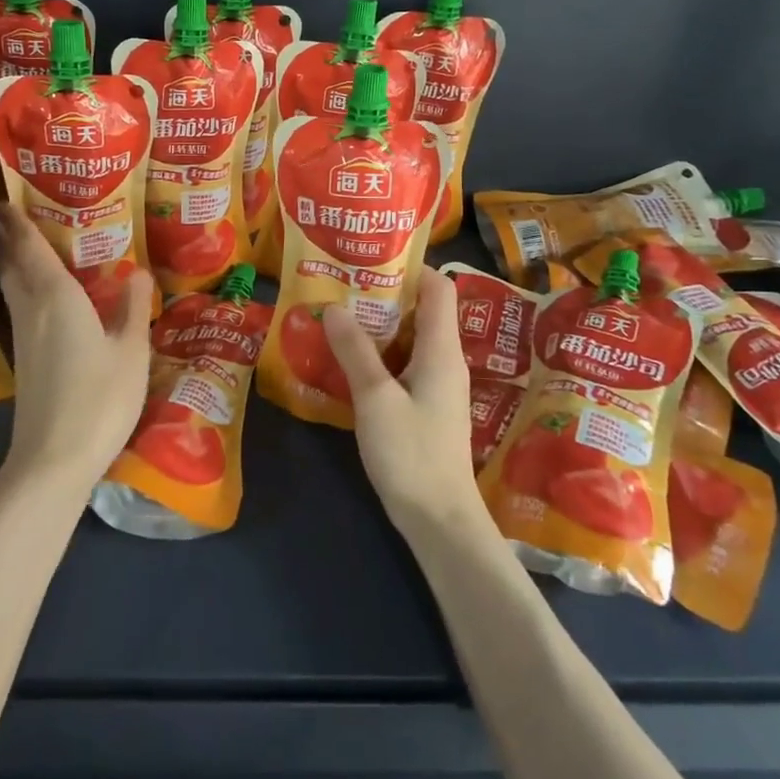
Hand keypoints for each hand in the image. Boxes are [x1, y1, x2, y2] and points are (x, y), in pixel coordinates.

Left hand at [0, 202, 155, 493]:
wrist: (54, 458)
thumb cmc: (99, 399)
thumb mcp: (131, 352)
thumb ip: (133, 309)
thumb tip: (137, 271)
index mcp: (58, 298)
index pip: (34, 251)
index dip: (20, 225)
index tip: (6, 202)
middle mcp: (34, 311)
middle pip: (13, 267)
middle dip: (5, 239)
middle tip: (0, 216)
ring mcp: (24, 339)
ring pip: (11, 289)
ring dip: (8, 263)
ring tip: (11, 246)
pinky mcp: (24, 361)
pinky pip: (18, 309)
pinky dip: (18, 289)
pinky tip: (31, 298)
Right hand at [324, 268, 485, 538]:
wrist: (440, 520)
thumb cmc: (411, 454)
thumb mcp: (375, 398)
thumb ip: (355, 351)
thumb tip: (335, 306)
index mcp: (441, 349)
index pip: (438, 287)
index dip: (409, 266)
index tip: (369, 258)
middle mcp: (445, 360)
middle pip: (422, 309)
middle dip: (384, 294)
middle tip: (342, 285)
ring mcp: (437, 384)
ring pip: (410, 338)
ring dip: (378, 325)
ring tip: (338, 314)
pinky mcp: (426, 406)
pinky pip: (404, 364)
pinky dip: (380, 353)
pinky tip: (348, 359)